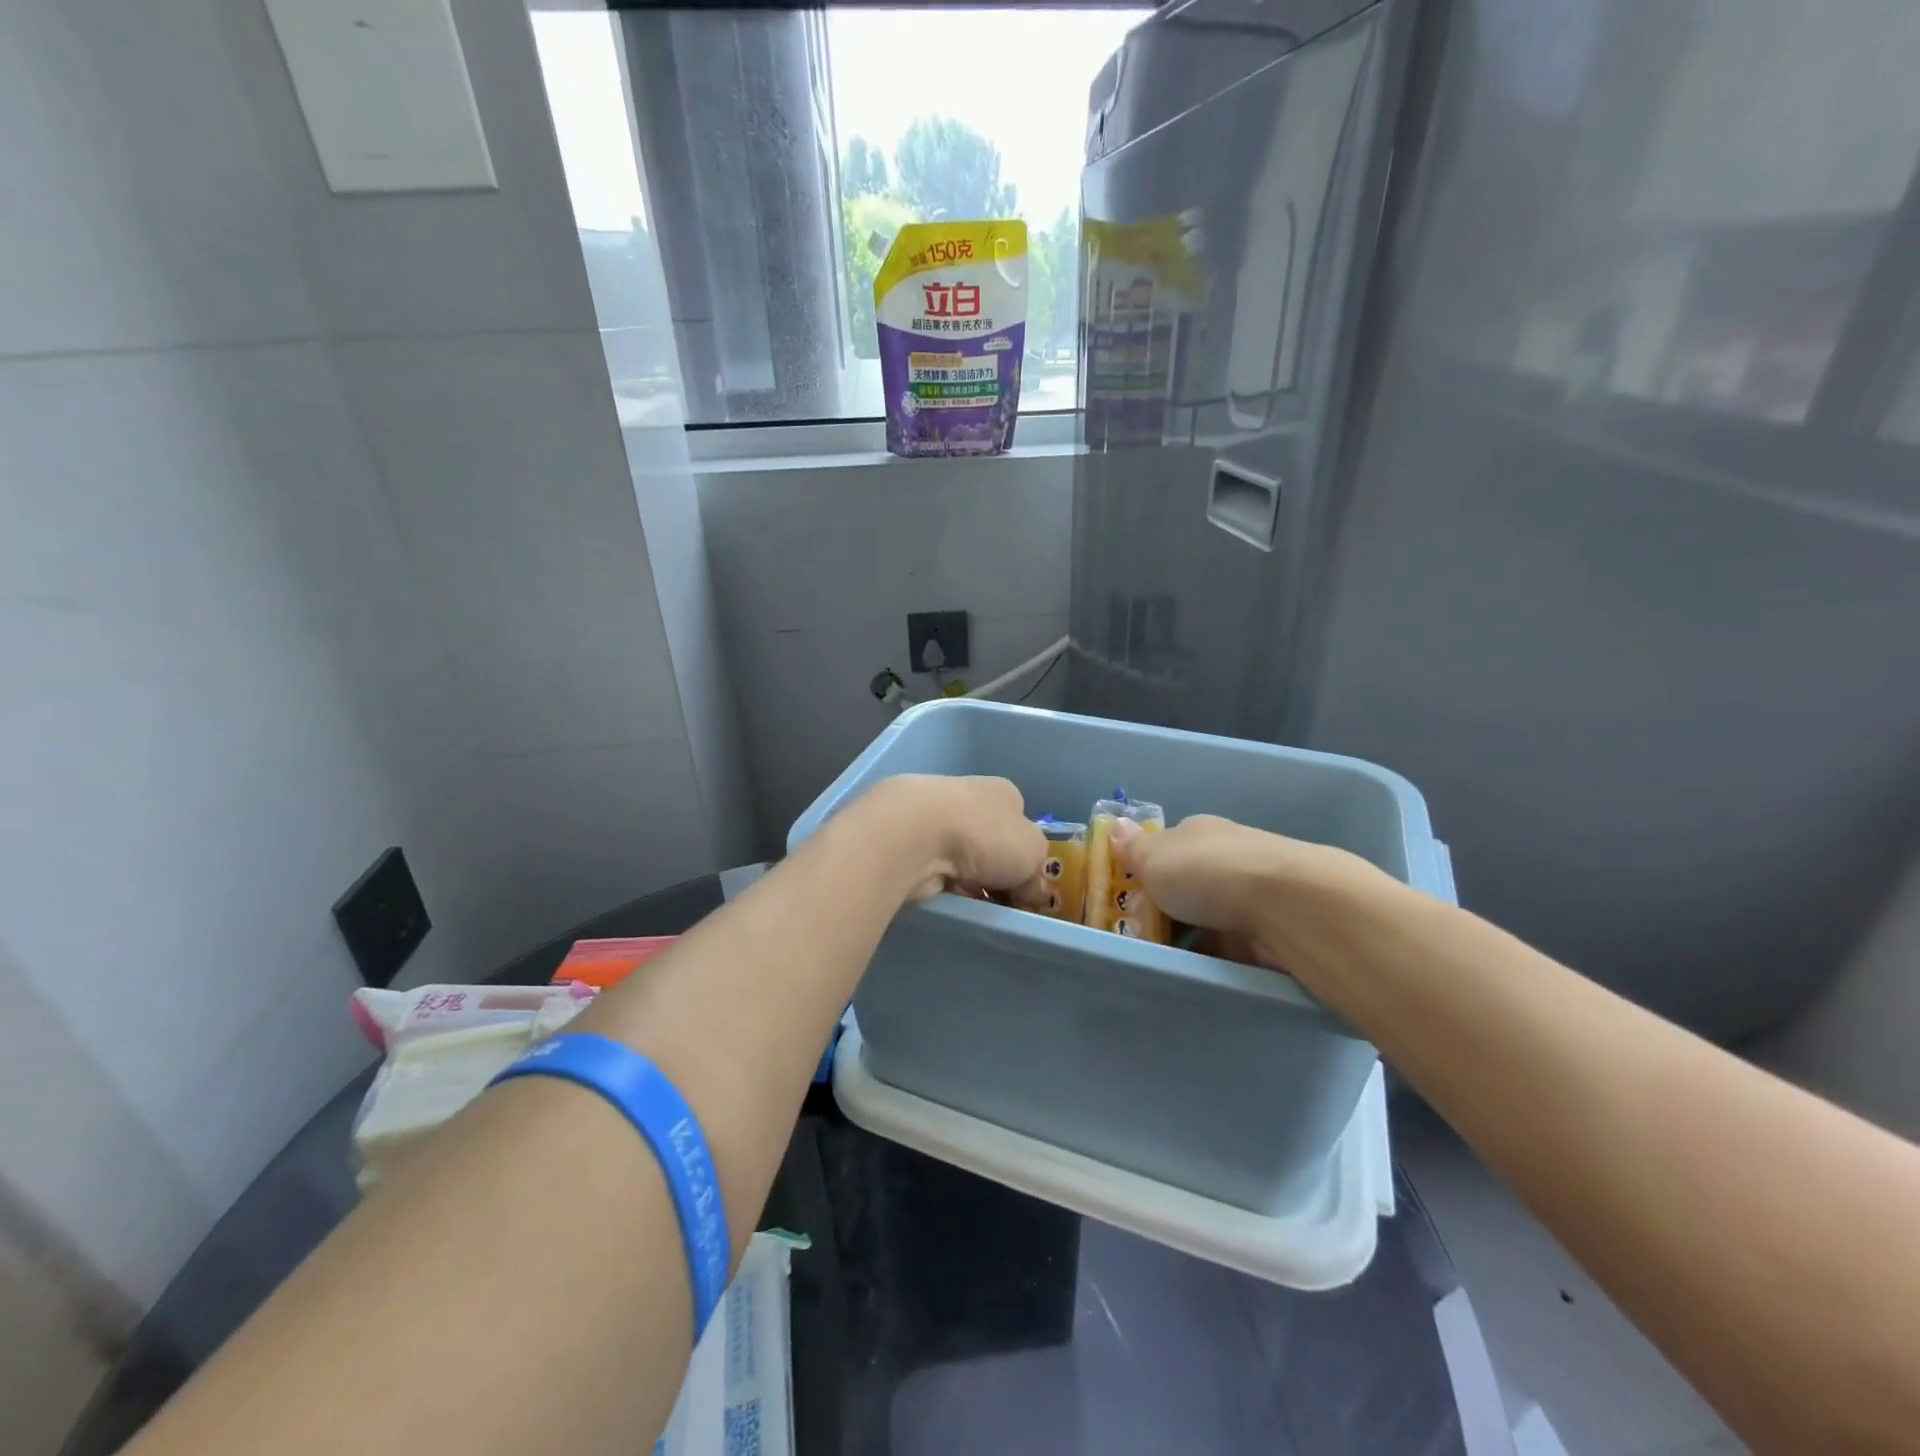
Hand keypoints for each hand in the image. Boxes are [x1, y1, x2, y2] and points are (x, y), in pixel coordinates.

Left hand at [849, 775, 1047, 904]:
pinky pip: (936, 869)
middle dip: (996, 870)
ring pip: (961, 857)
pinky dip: (944, 884)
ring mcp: (934, 817)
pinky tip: (949, 898)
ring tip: (978, 905)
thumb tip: (1032, 891)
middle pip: (990, 840)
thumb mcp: (1033, 854)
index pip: (1020, 822)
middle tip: (1005, 901)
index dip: (1026, 854)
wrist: (916, 834)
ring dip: (969, 880)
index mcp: (1003, 792)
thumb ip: (1037, 873)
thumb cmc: (985, 834)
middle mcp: (968, 797)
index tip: (1027, 885)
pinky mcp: (909, 841)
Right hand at [1109, 814, 1390, 972]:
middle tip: (1135, 934)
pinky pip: (1231, 944)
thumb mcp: (1155, 859)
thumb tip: (1116, 824)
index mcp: (1198, 832)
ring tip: (1160, 960)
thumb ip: (1133, 849)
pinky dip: (1215, 955)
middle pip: (1188, 882)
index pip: (1166, 846)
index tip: (1124, 895)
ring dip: (1191, 933)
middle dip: (1166, 905)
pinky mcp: (1270, 929)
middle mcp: (1227, 855)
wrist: (1289, 907)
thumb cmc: (1210, 873)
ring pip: (1209, 915)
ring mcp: (1252, 893)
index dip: (1145, 868)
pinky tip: (1197, 971)